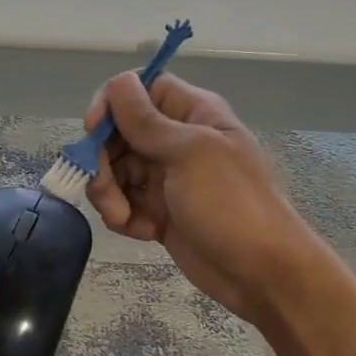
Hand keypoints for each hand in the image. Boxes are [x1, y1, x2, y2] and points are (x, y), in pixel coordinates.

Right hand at [85, 72, 317, 323]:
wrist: (262, 274)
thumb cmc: (231, 204)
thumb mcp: (189, 153)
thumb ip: (146, 120)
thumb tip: (119, 81)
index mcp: (192, 113)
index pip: (140, 90)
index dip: (112, 104)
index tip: (94, 130)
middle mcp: (176, 140)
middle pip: (118, 133)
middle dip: (102, 160)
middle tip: (104, 188)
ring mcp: (167, 178)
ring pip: (115, 171)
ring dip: (108, 193)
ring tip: (121, 217)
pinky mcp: (159, 213)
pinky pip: (124, 203)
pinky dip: (123, 216)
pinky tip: (140, 232)